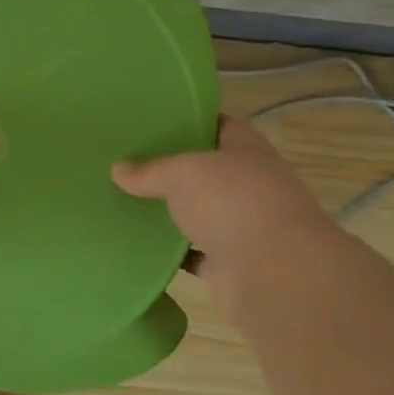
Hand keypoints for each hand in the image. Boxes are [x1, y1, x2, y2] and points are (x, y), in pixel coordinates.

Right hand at [111, 118, 332, 279]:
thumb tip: (117, 170)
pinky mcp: (230, 262)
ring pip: (199, 212)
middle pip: (206, 171)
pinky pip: (193, 252)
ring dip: (172, 211)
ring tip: (127, 199)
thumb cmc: (234, 203)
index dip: (189, 120)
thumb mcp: (183, 173)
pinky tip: (140, 242)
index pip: (218, 125)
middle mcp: (250, 185)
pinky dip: (171, 250)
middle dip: (172, 168)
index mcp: (247, 151)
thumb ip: (150, 170)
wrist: (276, 274)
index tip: (153, 121)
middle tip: (129, 160)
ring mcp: (243, 226)